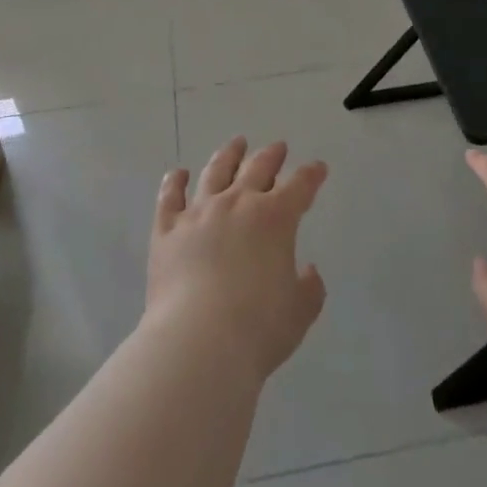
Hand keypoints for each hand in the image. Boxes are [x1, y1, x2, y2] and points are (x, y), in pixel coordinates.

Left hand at [145, 137, 328, 381]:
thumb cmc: (258, 328)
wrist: (198, 341)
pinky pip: (170, 197)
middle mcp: (237, 203)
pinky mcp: (167, 229)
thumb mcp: (299, 312)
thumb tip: (308, 271)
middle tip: (278, 147)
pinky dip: (174, 182)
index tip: (318, 168)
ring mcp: (199, 212)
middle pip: (257, 168)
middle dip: (272, 156)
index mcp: (275, 218)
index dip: (312, 175)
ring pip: (215, 172)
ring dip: (228, 155)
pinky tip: (178, 174)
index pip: (300, 186)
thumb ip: (310, 288)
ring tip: (236, 144)